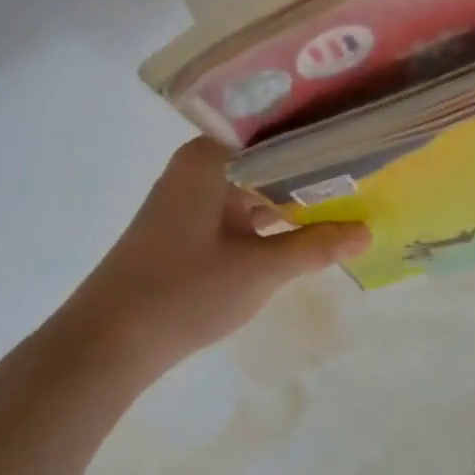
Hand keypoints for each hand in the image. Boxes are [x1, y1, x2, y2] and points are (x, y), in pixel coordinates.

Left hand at [70, 138, 368, 376]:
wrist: (106, 345)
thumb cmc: (183, 292)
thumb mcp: (260, 269)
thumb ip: (316, 247)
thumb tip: (368, 231)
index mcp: (210, 158)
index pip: (276, 130)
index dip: (320, 136)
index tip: (361, 140)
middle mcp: (199, 166)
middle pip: (267, 156)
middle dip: (313, 168)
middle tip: (366, 167)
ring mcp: (191, 196)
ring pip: (255, 184)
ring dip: (293, 195)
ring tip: (348, 195)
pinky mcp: (188, 225)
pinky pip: (240, 207)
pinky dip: (270, 217)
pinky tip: (306, 226)